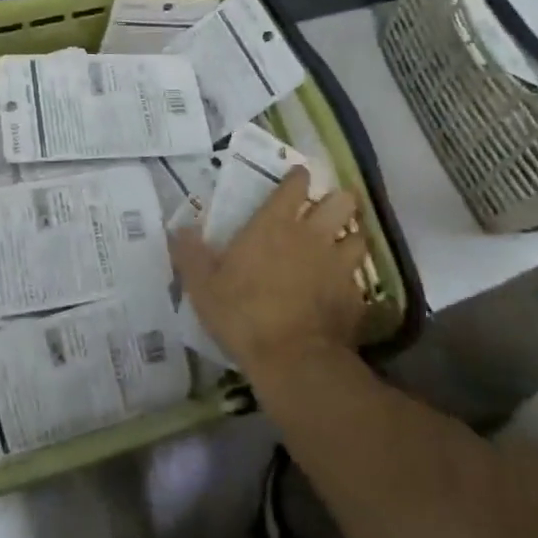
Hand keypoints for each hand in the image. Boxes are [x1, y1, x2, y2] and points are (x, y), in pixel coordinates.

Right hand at [171, 168, 366, 381]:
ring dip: (350, 238)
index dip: (299, 178)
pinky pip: (359, 278)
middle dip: (337, 201)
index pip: (295, 185)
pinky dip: (351, 280)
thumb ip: (190, 254)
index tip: (298, 177)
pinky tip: (341, 290)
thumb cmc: (242, 314)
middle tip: (325, 211)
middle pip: (341, 201)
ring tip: (340, 246)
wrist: (293, 360)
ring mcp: (338, 265)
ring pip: (358, 236)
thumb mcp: (202, 286)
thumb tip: (178, 228)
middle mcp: (312, 236)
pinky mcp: (355, 296)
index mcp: (274, 225)